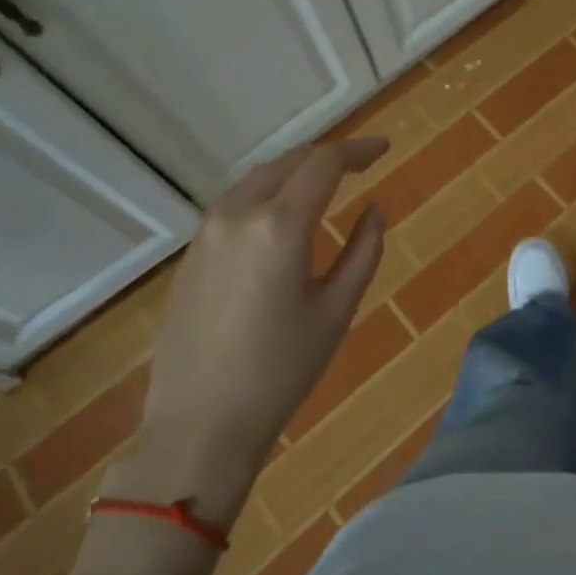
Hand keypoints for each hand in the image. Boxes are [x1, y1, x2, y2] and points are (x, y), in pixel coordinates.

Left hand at [108, 138, 387, 525]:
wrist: (199, 424)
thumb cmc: (281, 370)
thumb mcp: (337, 310)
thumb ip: (363, 250)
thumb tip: (374, 209)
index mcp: (280, 225)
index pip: (324, 163)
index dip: (358, 150)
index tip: (383, 150)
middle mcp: (238, 213)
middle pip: (289, 161)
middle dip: (328, 157)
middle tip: (362, 166)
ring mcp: (207, 230)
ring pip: (259, 178)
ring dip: (296, 172)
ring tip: (327, 185)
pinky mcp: (192, 252)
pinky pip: (236, 202)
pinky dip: (269, 193)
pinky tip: (285, 215)